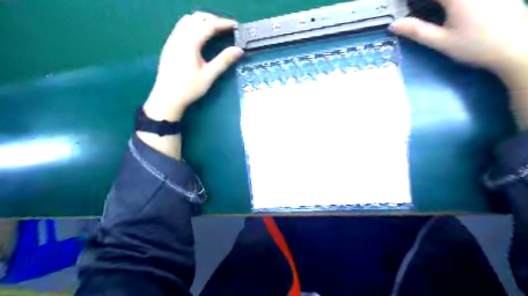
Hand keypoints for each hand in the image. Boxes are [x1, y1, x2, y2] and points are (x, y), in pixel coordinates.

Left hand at [143, 12, 243, 120]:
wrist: (167, 98)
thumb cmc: (189, 88)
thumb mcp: (209, 75)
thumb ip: (224, 60)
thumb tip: (239, 50)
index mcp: (190, 42)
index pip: (209, 25)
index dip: (223, 23)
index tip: (236, 26)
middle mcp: (179, 36)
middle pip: (197, 18)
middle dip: (213, 19)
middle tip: (226, 28)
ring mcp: (172, 39)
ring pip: (187, 20)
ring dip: (202, 21)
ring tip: (214, 30)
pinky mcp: (169, 45)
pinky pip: (181, 27)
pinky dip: (194, 26)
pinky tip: (200, 37)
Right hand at [387, 0, 527, 74]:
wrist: (517, 47)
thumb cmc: (475, 46)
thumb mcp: (441, 41)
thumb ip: (417, 31)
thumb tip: (393, 25)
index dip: (410, 0)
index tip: (401, 6)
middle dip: (425, 1)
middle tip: (414, 8)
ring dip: (437, 2)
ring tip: (429, 9)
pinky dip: (449, 2)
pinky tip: (446, 10)